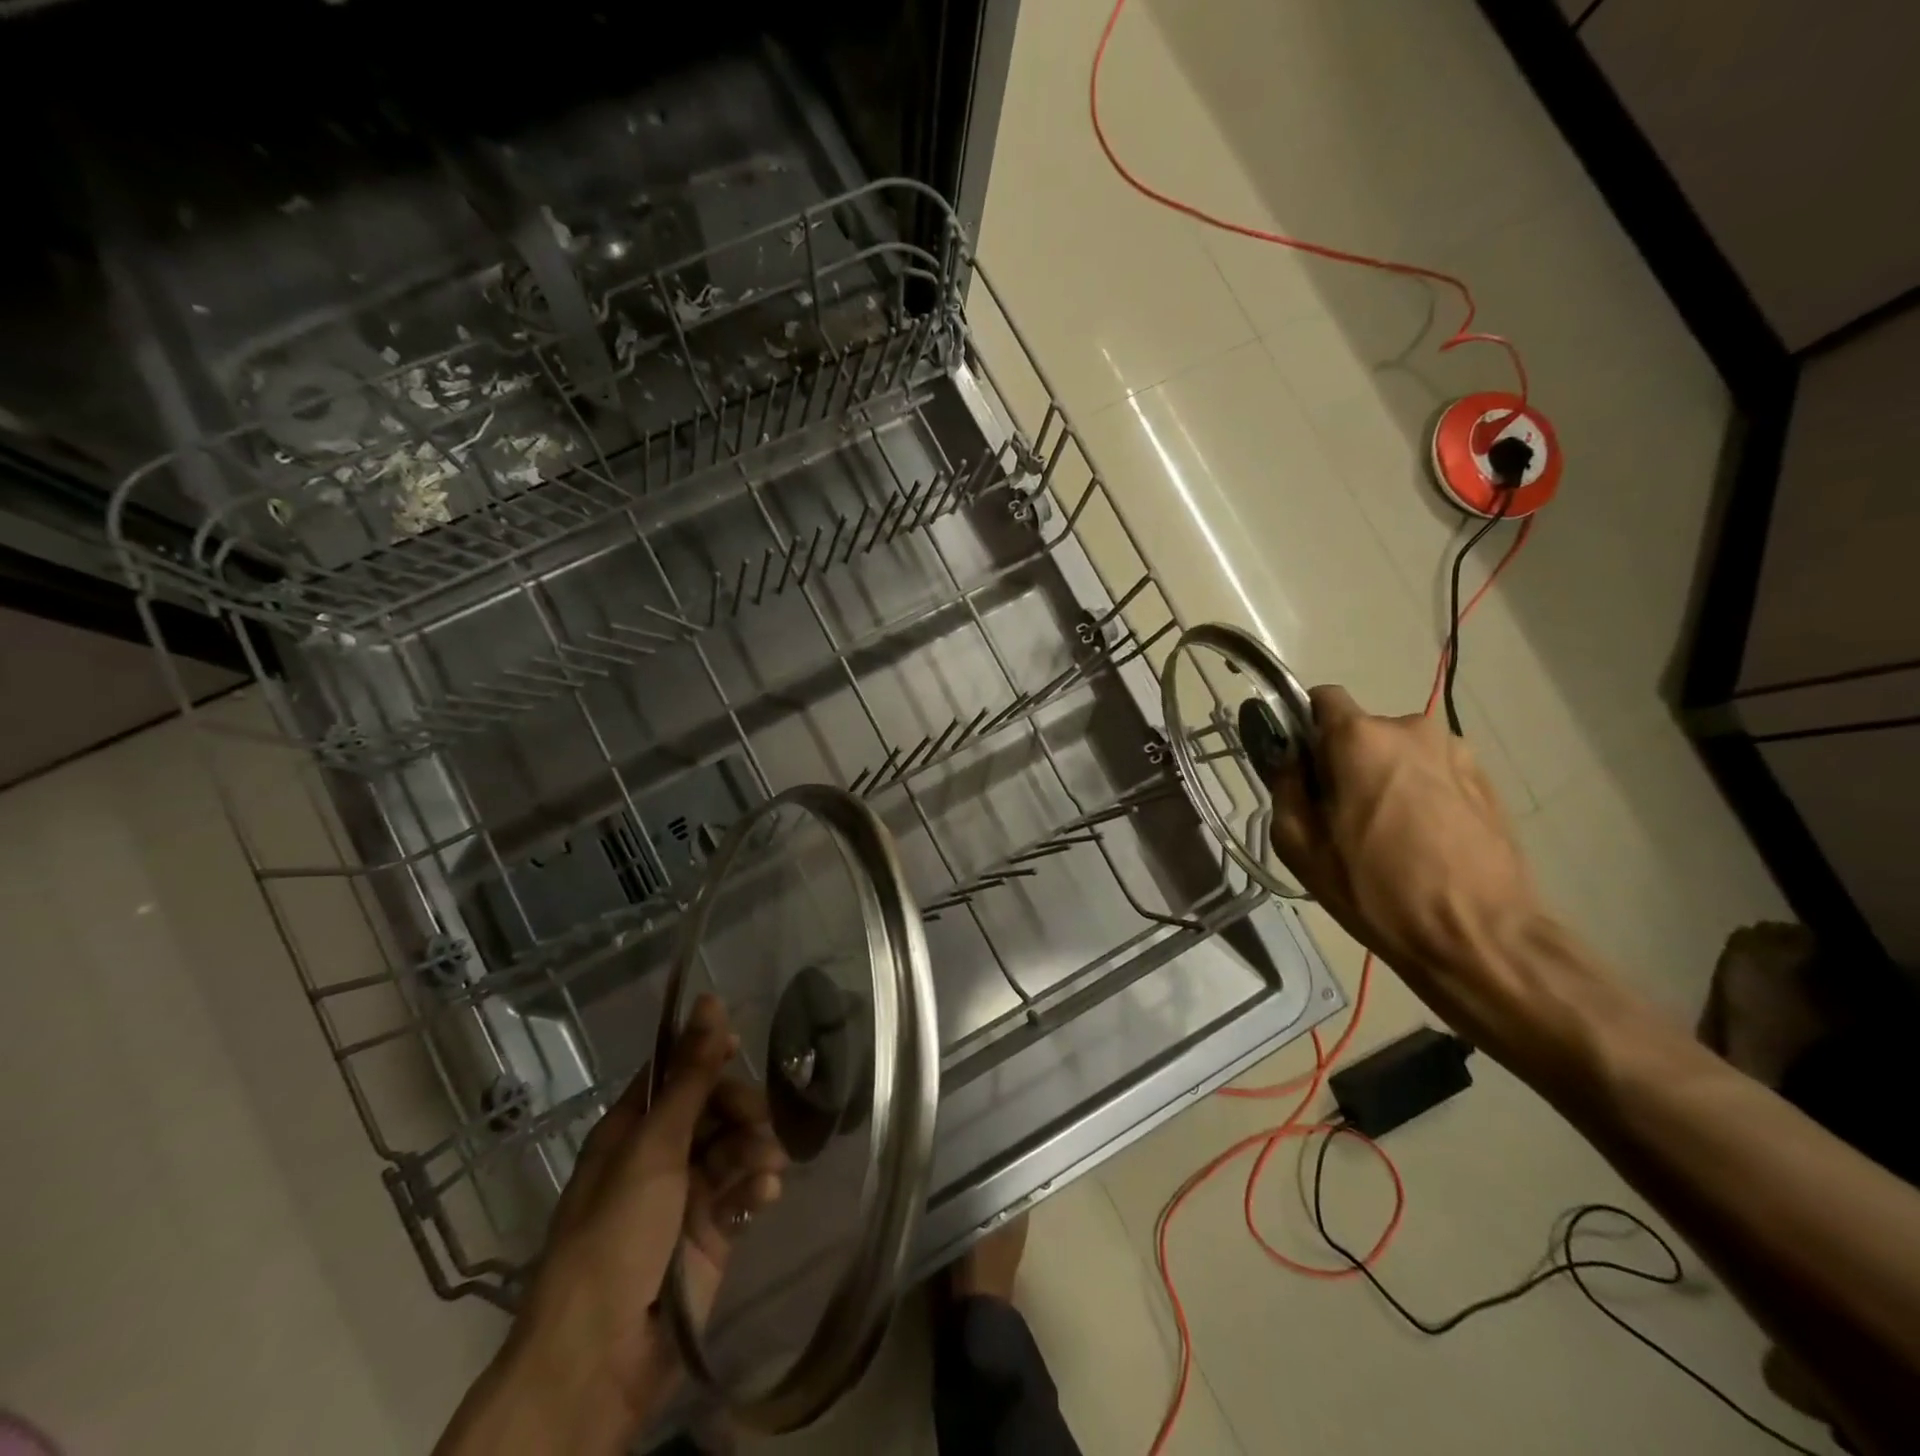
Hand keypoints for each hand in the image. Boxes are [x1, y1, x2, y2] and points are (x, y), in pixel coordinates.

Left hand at [436, 994, 786, 1455]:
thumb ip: (690, 1076)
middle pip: (712, 1109)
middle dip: (740, 1110)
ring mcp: (686, 1197)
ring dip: (754, 1149)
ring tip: (766, 1165)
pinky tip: (766, 1193)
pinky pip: (742, 1192)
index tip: (741, 1046)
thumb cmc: (617, 1236)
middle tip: (761, 1120)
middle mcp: (659, 1157)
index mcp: (631, 1130)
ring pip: (733, 1148)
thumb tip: (708, 1000)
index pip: (675, 1074)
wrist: (601, 1357)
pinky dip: (757, 1187)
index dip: (705, 1056)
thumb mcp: (655, 1147)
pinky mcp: (711, 1234)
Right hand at [1268, 685, 1545, 1040]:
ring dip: (1385, 776)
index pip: (1322, 698)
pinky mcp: (1486, 780)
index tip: (1301, 763)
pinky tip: (1422, 840)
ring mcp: (1456, 752)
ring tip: (1386, 832)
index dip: (1304, 725)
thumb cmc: (1375, 890)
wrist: (1478, 936)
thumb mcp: (1300, 845)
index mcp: (1360, 738)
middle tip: (1339, 812)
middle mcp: (1411, 729)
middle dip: (1345, 759)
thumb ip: (1285, 787)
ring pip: (1399, 752)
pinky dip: (1420, 792)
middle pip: (1361, 730)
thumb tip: (1287, 758)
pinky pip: (1433, 771)